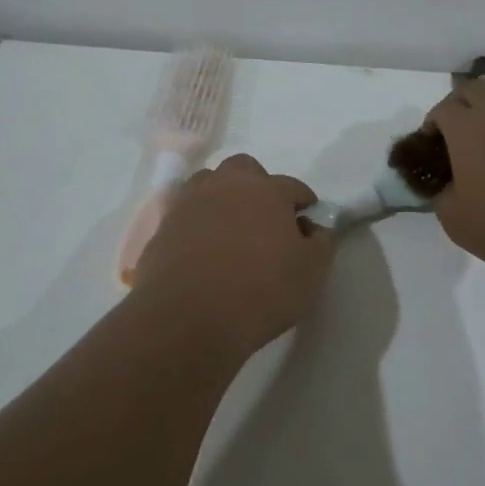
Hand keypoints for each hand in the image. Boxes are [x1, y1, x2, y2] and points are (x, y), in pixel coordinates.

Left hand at [129, 154, 333, 356]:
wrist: (188, 316)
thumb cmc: (261, 291)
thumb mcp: (311, 272)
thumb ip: (320, 243)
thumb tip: (312, 228)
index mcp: (267, 191)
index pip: (292, 186)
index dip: (303, 201)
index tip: (307, 218)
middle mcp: (227, 186)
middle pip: (244, 169)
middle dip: (258, 185)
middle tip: (266, 216)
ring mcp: (190, 203)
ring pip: (209, 183)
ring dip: (223, 196)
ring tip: (231, 226)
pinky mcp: (164, 227)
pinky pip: (186, 213)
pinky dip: (197, 222)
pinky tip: (203, 247)